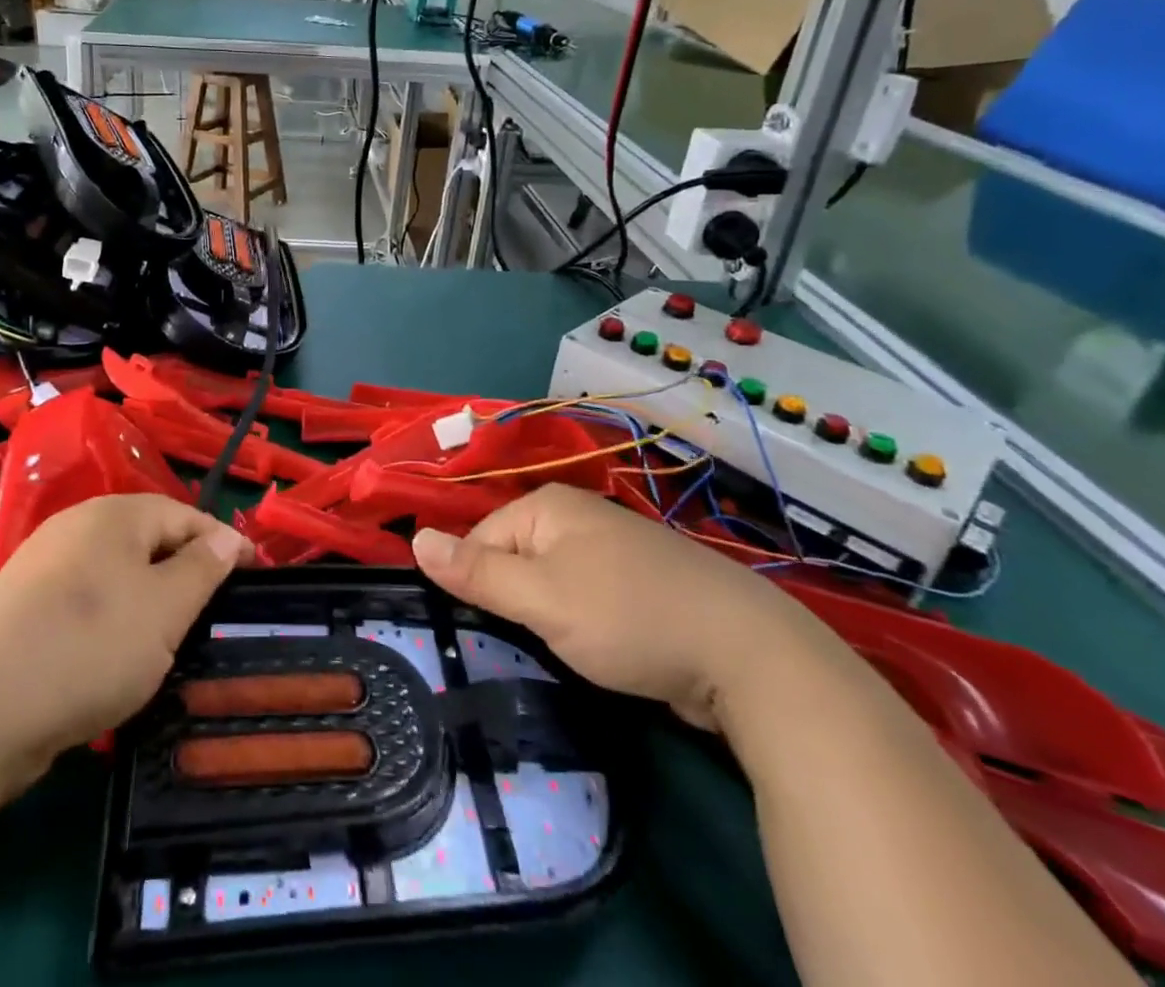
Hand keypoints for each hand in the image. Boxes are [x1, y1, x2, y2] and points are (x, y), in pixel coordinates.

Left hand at [0, 494, 253, 793]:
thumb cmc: (88, 647)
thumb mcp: (165, 609)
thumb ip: (202, 568)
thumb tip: (226, 538)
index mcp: (114, 514)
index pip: (186, 515)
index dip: (223, 544)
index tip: (253, 577)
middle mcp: (76, 528)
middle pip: (149, 542)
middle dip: (185, 575)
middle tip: (213, 616)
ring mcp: (43, 568)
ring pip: (116, 577)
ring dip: (148, 604)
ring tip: (170, 643)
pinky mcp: (21, 609)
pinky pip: (85, 604)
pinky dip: (110, 625)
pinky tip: (113, 660)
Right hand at [411, 484, 819, 730]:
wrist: (750, 657)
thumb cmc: (629, 618)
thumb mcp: (541, 600)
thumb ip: (475, 573)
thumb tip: (414, 538)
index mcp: (548, 506)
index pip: (481, 539)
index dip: (479, 585)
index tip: (496, 629)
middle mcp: (579, 516)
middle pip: (515, 558)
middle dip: (516, 602)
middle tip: (532, 642)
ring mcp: (614, 550)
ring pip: (551, 581)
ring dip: (549, 617)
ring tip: (566, 649)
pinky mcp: (641, 585)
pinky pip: (587, 597)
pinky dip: (583, 623)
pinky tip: (601, 648)